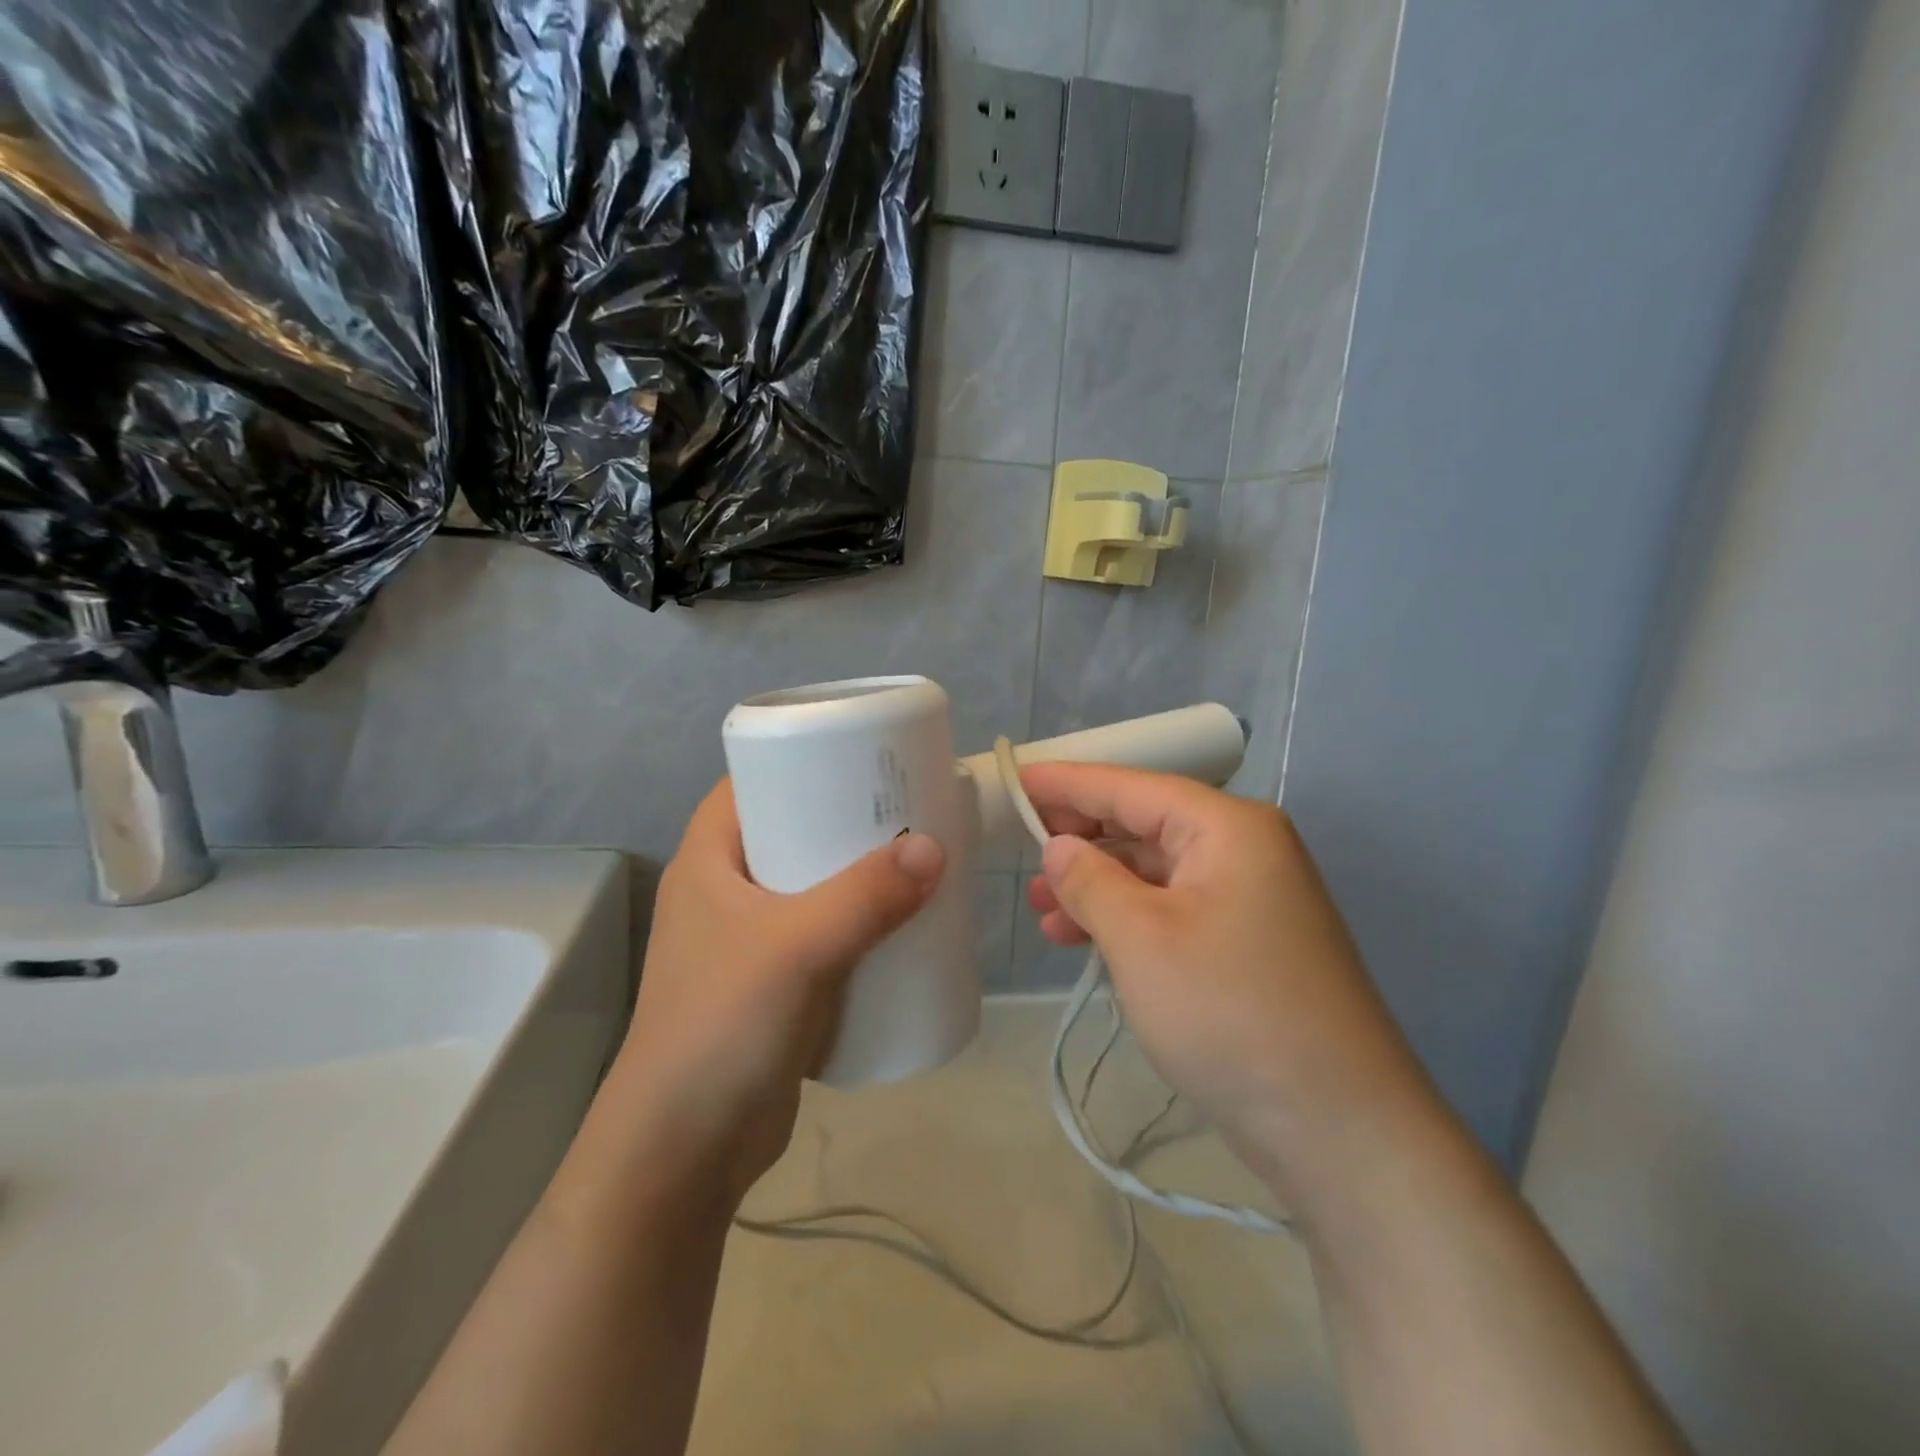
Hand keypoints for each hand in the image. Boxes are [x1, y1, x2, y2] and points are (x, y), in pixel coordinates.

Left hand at [607, 779, 944, 1208]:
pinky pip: (827, 932)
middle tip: (911, 806)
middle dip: (850, 819)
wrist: (686, 1151)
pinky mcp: (777, 983)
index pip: (754, 781)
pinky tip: (905, 921)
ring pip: (815, 884)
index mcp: (708, 860)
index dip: (804, 758)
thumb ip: (865, 896)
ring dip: (862, 874)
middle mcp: (727, 890)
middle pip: (795, 829)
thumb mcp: (796, 948)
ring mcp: (751, 939)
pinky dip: (862, 922)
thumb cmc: (723, 1027)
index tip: (866, 754)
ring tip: (921, 857)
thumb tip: (934, 848)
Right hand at [1021, 763, 1427, 1195]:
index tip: (1015, 777)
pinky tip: (1083, 941)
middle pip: (1145, 825)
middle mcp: (1245, 849)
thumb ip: (1089, 880)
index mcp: (1228, 827)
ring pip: (1154, 872)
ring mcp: (1250, 898)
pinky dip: (1126, 919)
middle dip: (1081, 840)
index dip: (1067, 782)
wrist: (1338, 1127)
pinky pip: (1171, 909)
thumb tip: (1060, 845)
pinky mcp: (1246, 943)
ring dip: (1097, 886)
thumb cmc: (1229, 1012)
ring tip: (1041, 910)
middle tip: (1023, 854)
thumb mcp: (1140, 938)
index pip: (1131, 787)